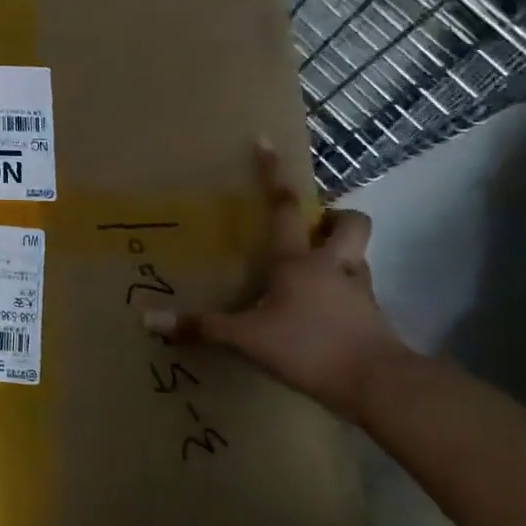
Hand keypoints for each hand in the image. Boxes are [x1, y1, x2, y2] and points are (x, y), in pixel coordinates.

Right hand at [144, 143, 412, 422]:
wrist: (378, 383)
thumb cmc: (309, 347)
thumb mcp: (247, 339)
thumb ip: (202, 327)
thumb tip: (148, 321)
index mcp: (298, 261)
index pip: (284, 207)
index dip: (273, 174)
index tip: (266, 142)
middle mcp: (333, 265)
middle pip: (349, 222)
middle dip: (334, 216)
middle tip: (312, 229)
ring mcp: (360, 289)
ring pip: (357, 255)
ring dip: (342, 253)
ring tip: (316, 271)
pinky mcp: (374, 316)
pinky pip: (359, 290)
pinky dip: (345, 292)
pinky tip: (326, 312)